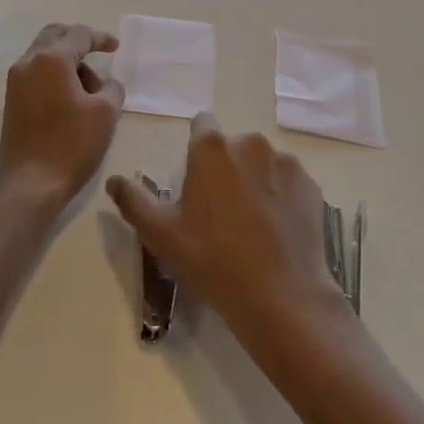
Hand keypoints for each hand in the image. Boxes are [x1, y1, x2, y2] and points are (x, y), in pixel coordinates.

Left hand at [0, 23, 123, 207]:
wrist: (28, 187)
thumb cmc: (70, 145)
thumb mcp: (105, 114)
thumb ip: (112, 88)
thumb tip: (107, 84)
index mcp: (52, 58)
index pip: (80, 35)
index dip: (101, 38)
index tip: (116, 47)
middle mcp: (29, 62)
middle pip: (55, 35)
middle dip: (78, 40)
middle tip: (98, 53)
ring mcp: (16, 82)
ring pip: (44, 54)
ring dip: (67, 60)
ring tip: (90, 89)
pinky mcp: (12, 101)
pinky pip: (36, 73)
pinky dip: (55, 75)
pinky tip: (71, 99)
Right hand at [107, 113, 343, 340]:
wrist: (283, 298)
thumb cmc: (214, 262)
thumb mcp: (163, 236)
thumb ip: (134, 202)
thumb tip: (114, 180)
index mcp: (212, 147)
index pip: (201, 125)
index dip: (196, 150)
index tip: (196, 182)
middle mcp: (249, 142)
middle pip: (232, 146)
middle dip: (226, 168)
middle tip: (221, 213)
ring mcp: (284, 161)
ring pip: (261, 163)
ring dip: (255, 181)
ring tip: (253, 226)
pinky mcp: (309, 184)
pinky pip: (288, 182)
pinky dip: (282, 197)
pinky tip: (277, 231)